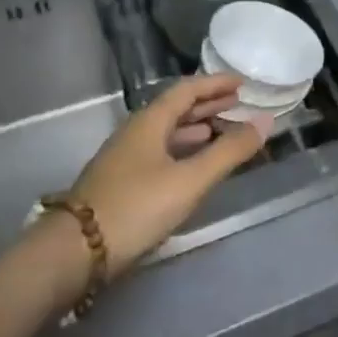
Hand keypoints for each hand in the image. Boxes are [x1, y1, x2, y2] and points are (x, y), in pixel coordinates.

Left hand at [55, 74, 268, 288]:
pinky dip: (183, 149)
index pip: (187, 90)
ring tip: (222, 130)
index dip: (215, 83)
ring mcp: (124, 158)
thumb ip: (229, 151)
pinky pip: (159, 151)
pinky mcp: (120, 182)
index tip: (242, 82)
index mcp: (150, 121)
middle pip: (175, 108)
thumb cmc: (136, 207)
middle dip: (208, 104)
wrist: (72, 253)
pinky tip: (193, 165)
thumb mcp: (190, 180)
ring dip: (196, 127)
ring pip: (166, 131)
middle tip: (237, 103)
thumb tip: (265, 121)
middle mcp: (135, 132)